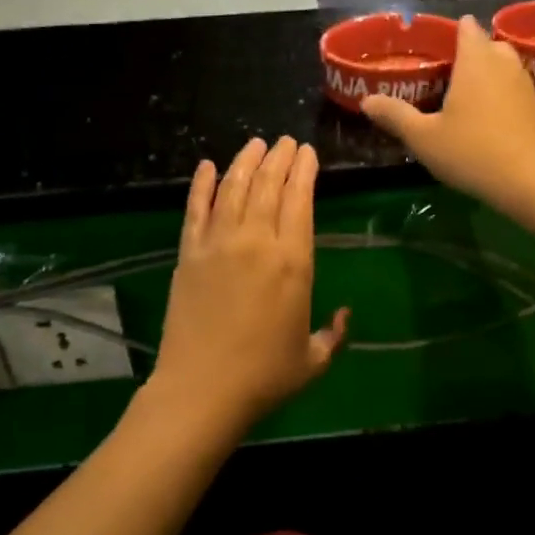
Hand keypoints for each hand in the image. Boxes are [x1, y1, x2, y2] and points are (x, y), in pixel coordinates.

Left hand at [150, 138, 348, 428]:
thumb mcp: (315, 360)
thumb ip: (336, 333)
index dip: (304, 172)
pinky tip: (207, 166)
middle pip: (268, 186)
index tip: (307, 152)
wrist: (202, 391)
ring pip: (233, 189)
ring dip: (246, 162)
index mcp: (294, 262)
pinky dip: (201, 185)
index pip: (300, 201)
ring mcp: (218, 245)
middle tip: (285, 142)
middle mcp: (257, 242)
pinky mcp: (189, 255)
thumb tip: (345, 314)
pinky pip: (195, 210)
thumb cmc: (265, 377)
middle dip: (279, 158)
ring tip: (256, 144)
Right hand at [360, 16, 534, 215]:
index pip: (465, 27)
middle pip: (486, 44)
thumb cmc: (472, 152)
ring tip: (462, 95)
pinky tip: (485, 117)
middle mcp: (503, 63)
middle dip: (468, 52)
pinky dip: (500, 93)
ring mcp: (524, 84)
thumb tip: (367, 101)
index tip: (432, 47)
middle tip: (443, 73)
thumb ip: (395, 115)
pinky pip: (514, 87)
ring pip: (504, 65)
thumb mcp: (424, 137)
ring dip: (486, 73)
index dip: (449, 32)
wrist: (531, 181)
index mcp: (475, 60)